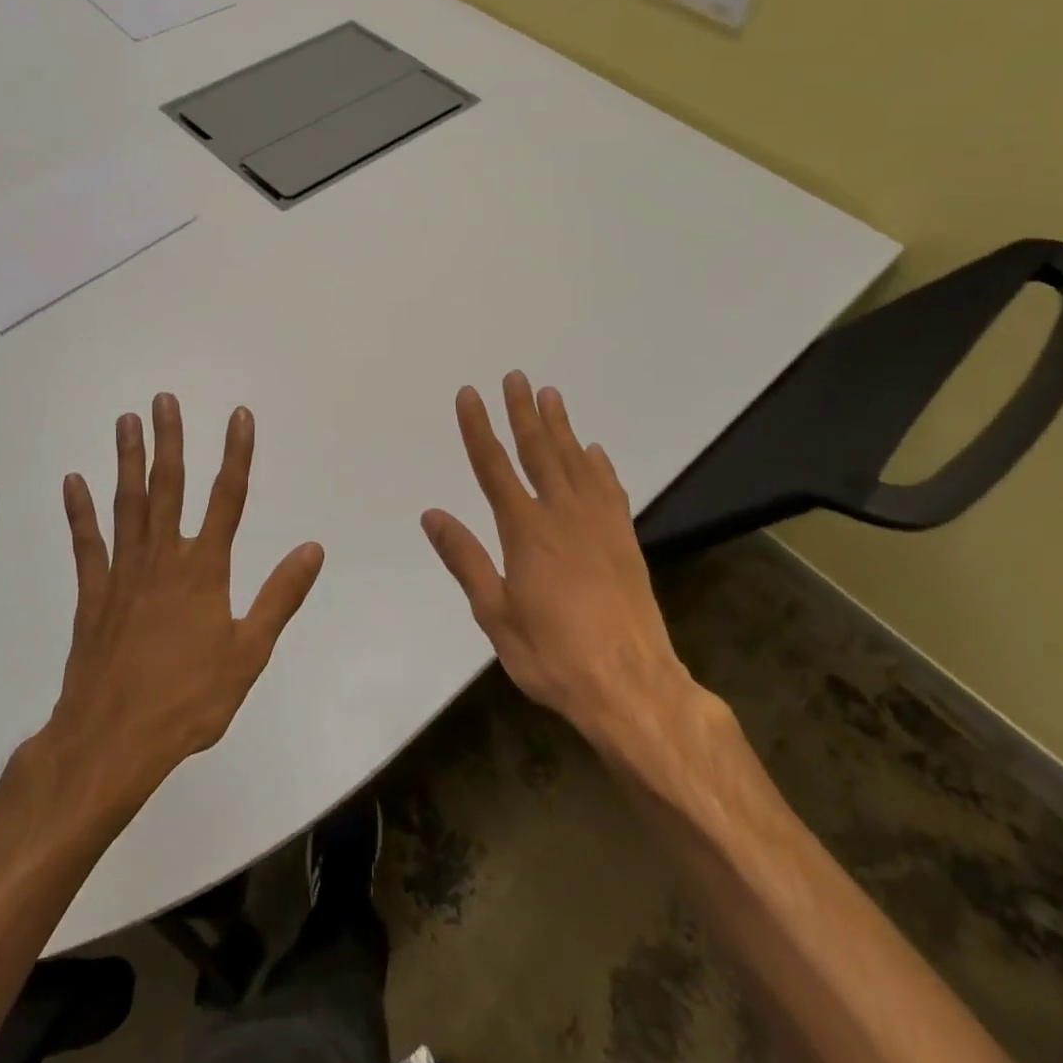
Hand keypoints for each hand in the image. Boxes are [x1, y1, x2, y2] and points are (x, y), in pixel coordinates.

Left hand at [42, 395, 324, 804]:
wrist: (113, 741)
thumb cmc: (189, 699)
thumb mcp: (249, 652)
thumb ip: (280, 596)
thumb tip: (312, 549)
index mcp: (205, 570)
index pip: (228, 498)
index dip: (236, 454)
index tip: (239, 416)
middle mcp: (164, 559)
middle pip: (169, 487)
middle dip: (171, 440)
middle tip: (164, 400)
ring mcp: (123, 573)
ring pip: (127, 504)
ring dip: (128, 460)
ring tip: (126, 421)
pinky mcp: (92, 594)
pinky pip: (86, 544)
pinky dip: (80, 512)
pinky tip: (74, 481)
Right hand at [420, 372, 702, 749]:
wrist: (631, 685)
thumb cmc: (552, 655)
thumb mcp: (495, 615)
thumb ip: (465, 559)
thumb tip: (432, 514)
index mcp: (526, 531)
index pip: (494, 467)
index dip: (479, 428)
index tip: (470, 395)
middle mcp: (563, 515)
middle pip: (539, 451)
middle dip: (523, 412)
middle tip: (516, 377)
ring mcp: (599, 524)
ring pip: (576, 462)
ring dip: (561, 427)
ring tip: (551, 395)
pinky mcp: (625, 540)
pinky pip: (610, 489)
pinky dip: (600, 465)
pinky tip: (594, 450)